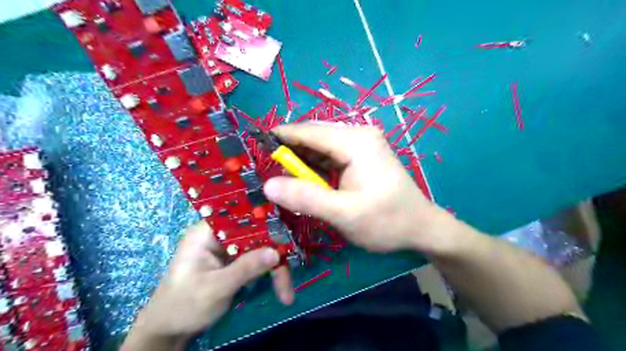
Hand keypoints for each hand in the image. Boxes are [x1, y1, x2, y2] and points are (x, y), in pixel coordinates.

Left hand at [125, 222, 295, 349]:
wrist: (169, 331)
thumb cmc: (183, 305)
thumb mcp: (215, 288)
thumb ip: (245, 268)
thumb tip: (276, 252)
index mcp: (207, 232)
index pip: (241, 216)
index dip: (265, 221)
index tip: (286, 234)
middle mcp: (220, 235)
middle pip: (256, 233)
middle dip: (274, 254)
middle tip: (289, 276)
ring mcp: (229, 248)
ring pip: (261, 247)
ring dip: (275, 268)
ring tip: (286, 291)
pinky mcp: (235, 261)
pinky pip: (258, 259)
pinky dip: (269, 273)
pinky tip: (280, 288)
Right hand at [264, 124, 455, 254]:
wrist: (422, 228)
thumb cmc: (387, 221)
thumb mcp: (344, 214)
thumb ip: (305, 198)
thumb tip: (268, 185)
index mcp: (355, 141)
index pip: (308, 131)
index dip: (280, 137)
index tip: (255, 145)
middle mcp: (358, 135)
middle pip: (314, 137)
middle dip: (290, 151)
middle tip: (267, 169)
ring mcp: (362, 145)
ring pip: (321, 147)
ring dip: (302, 160)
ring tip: (281, 176)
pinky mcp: (362, 156)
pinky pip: (331, 156)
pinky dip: (315, 167)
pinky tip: (305, 180)